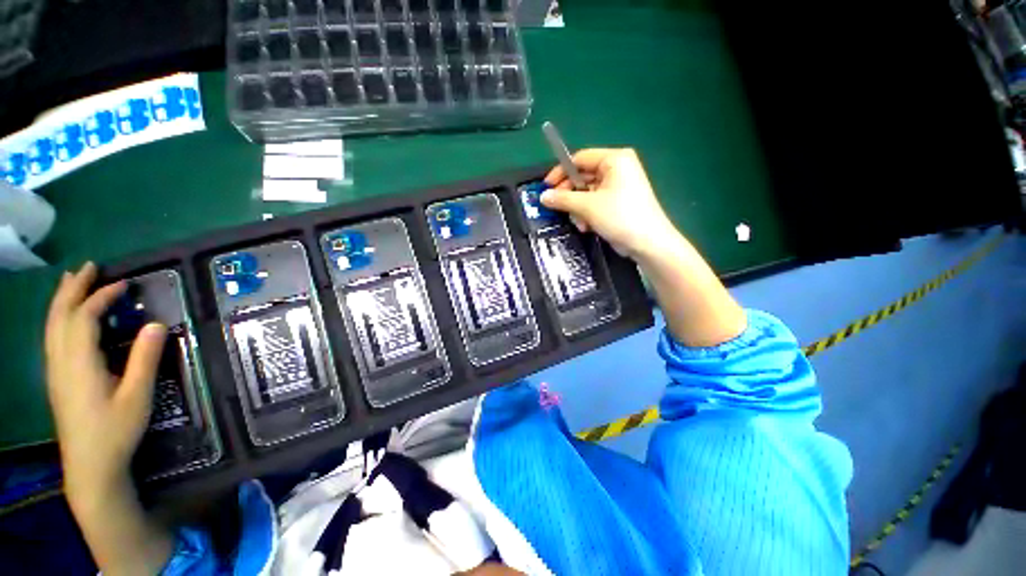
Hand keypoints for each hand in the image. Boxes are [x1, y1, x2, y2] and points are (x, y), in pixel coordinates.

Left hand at [45, 262, 166, 507]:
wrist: (90, 465)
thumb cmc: (116, 430)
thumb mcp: (137, 395)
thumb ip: (144, 358)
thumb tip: (156, 324)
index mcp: (80, 363)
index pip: (85, 318)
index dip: (102, 297)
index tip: (124, 284)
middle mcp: (61, 361)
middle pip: (60, 316)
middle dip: (73, 289)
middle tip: (89, 267)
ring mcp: (55, 370)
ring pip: (51, 326)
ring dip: (62, 300)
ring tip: (72, 281)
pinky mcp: (56, 378)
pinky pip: (52, 337)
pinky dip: (58, 318)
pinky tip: (66, 316)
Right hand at [542, 148, 679, 257]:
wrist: (648, 243)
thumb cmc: (620, 216)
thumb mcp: (587, 206)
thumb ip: (563, 199)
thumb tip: (543, 196)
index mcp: (614, 160)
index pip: (580, 159)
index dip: (560, 173)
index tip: (546, 188)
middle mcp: (617, 169)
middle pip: (582, 177)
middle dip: (570, 196)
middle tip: (558, 208)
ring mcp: (618, 186)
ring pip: (587, 193)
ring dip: (578, 209)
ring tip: (580, 223)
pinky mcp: (618, 202)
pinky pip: (595, 203)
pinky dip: (588, 214)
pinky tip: (587, 227)